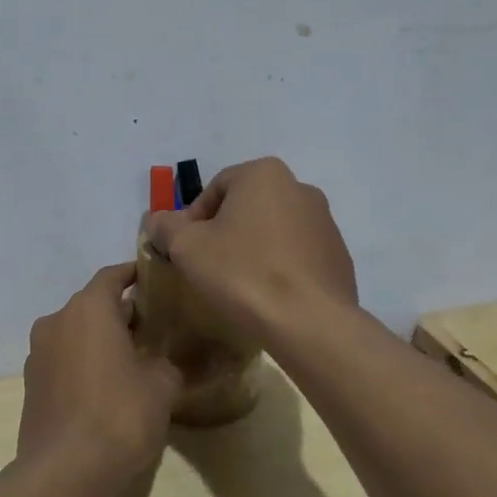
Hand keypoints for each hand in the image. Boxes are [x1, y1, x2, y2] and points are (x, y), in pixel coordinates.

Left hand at [18, 263, 183, 490]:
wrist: (65, 471)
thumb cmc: (120, 414)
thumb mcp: (162, 385)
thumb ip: (164, 363)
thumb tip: (159, 363)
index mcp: (88, 309)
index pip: (111, 276)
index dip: (133, 274)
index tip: (153, 279)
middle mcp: (56, 322)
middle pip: (92, 306)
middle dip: (120, 314)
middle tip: (152, 328)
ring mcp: (37, 355)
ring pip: (75, 334)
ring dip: (99, 340)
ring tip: (131, 360)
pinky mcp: (30, 386)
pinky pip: (63, 362)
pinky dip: (83, 364)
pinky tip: (106, 388)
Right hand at [142, 157, 357, 345]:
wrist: (309, 322)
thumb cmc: (242, 273)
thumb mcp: (188, 248)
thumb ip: (167, 227)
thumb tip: (158, 220)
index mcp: (264, 174)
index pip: (215, 188)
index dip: (192, 220)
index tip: (185, 251)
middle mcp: (300, 188)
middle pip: (246, 207)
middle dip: (224, 233)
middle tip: (208, 267)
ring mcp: (325, 222)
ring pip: (274, 231)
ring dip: (253, 250)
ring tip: (238, 286)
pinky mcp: (338, 256)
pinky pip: (297, 256)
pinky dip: (280, 269)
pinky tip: (268, 297)